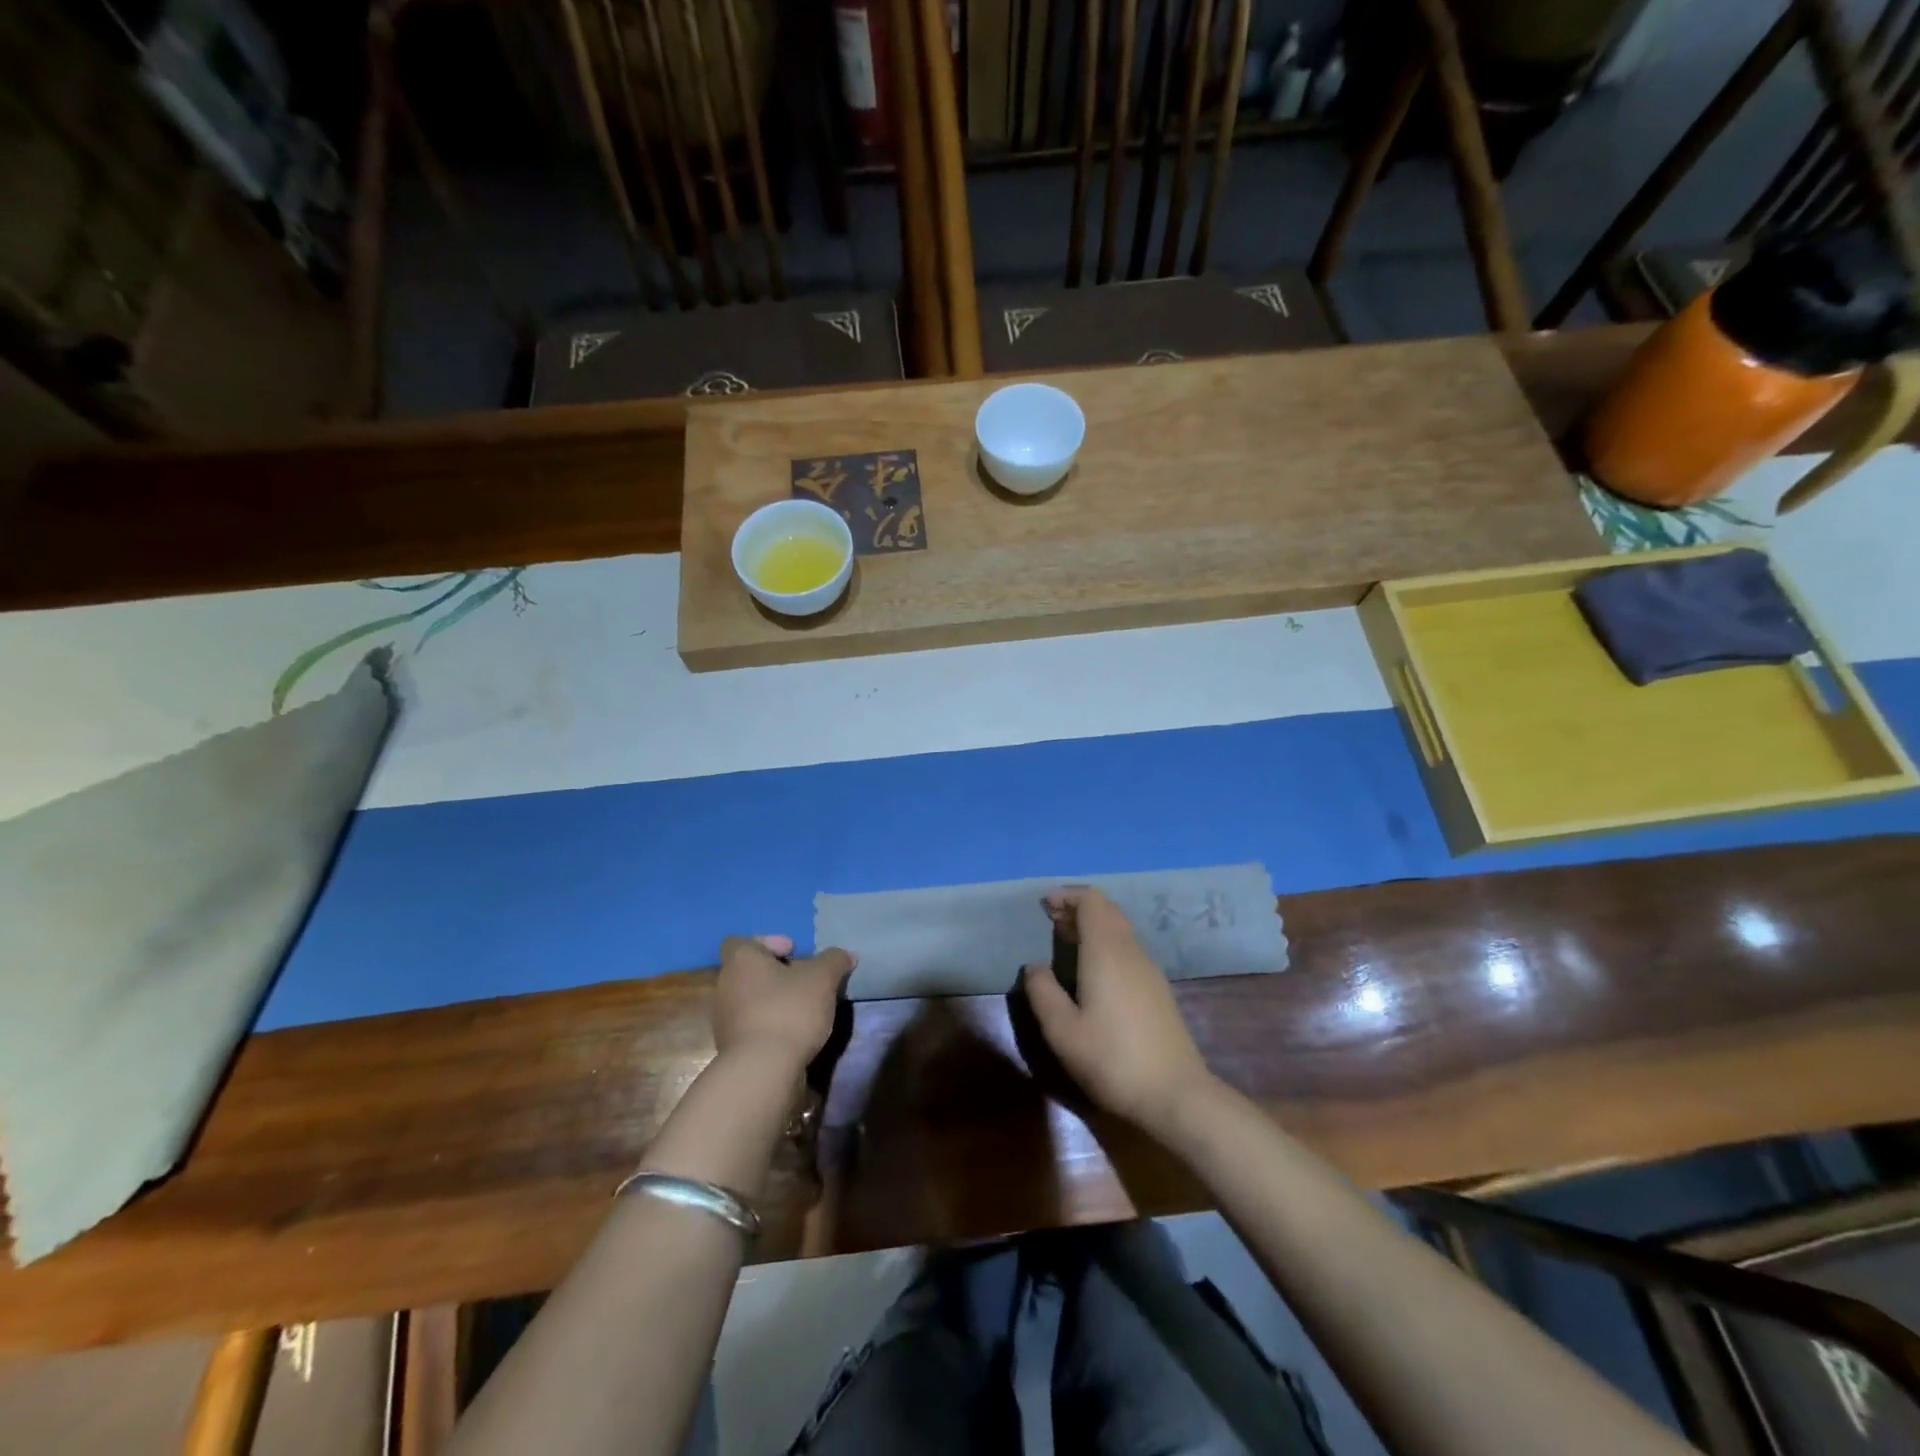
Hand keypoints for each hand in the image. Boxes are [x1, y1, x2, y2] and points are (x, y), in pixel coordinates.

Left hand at [711, 936, 854, 1070]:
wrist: (762, 1071)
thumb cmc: (789, 1010)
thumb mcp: (822, 978)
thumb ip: (834, 961)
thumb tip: (845, 954)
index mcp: (741, 961)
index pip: (742, 941)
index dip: (769, 942)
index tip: (793, 953)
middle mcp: (725, 985)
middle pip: (749, 971)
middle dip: (776, 974)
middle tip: (804, 981)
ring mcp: (723, 1019)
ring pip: (750, 999)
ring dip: (773, 1001)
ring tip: (803, 1010)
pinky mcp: (730, 1048)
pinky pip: (751, 1025)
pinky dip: (769, 1025)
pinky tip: (793, 1034)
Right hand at [1019, 888, 1214, 1135]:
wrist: (1175, 1095)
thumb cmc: (1112, 1059)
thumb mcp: (1062, 1031)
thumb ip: (1043, 992)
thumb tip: (1034, 966)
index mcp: (1107, 951)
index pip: (1092, 900)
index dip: (1067, 896)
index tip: (1045, 907)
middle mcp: (1131, 951)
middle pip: (1107, 910)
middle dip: (1078, 909)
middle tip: (1052, 923)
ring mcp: (1149, 970)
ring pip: (1120, 929)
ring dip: (1093, 926)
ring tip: (1066, 943)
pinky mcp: (1158, 989)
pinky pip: (1128, 948)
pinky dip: (1106, 944)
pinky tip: (1093, 972)